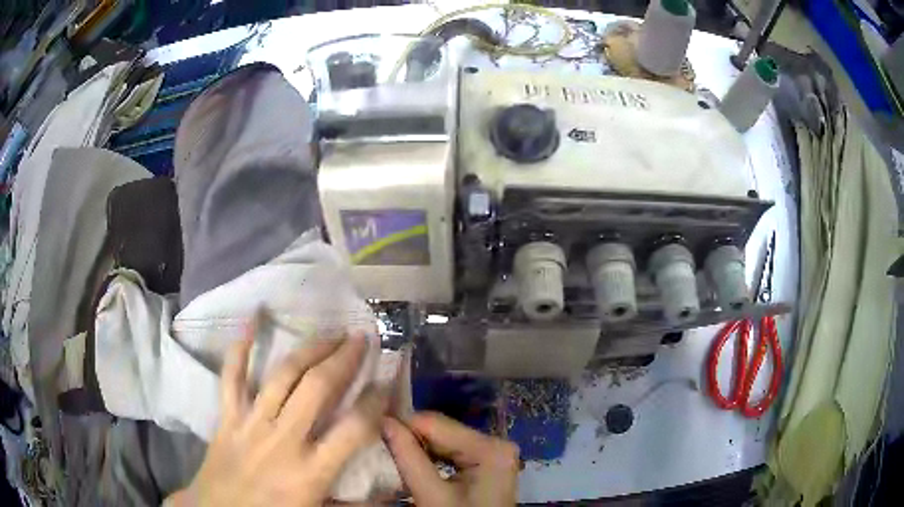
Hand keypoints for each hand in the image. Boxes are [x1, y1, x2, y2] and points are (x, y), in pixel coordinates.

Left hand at [169, 324, 387, 506]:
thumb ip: (354, 504)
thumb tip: (389, 493)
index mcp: (312, 470)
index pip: (354, 428)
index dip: (375, 401)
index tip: (387, 380)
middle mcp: (283, 440)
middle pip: (318, 388)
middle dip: (343, 359)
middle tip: (360, 338)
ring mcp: (251, 423)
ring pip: (282, 376)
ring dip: (308, 349)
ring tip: (328, 333)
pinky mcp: (227, 417)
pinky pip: (232, 377)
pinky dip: (240, 348)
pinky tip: (252, 319)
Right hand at [383, 412, 519, 506]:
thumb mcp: (432, 495)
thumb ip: (408, 458)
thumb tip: (383, 422)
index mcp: (489, 448)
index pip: (435, 423)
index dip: (401, 425)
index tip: (371, 431)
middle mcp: (496, 443)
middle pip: (441, 431)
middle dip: (410, 438)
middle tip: (378, 444)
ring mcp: (494, 454)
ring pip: (445, 442)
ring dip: (418, 449)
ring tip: (391, 454)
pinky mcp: (488, 465)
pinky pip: (453, 454)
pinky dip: (431, 459)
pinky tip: (414, 464)